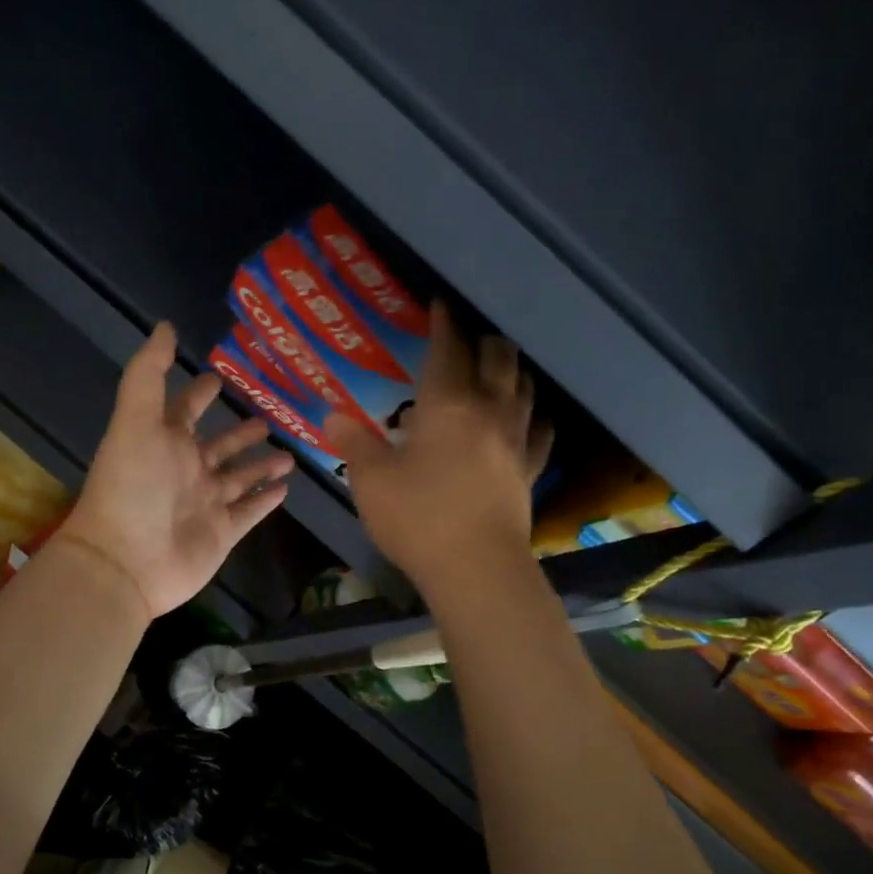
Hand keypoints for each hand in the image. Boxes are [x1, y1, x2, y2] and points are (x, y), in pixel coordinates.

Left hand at [55, 322, 293, 620]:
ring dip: (260, 464)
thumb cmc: (131, 487)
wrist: (125, 562)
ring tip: (288, 452)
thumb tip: (166, 326)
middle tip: (267, 416)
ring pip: (239, 477)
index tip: (219, 376)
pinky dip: (265, 500)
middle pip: (219, 445)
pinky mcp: (222, 533)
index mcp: (164, 442)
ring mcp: (206, 503)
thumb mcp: (135, 420)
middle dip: (239, 432)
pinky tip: (285, 488)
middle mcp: (186, 470)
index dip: (199, 393)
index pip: (184, 410)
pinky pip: (249, 512)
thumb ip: (150, 374)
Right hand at [325, 302, 550, 602]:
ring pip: (524, 388)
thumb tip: (332, 416)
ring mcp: (516, 440)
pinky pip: (540, 431)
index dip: (442, 324)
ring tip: (498, 367)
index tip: (439, 305)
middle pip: (497, 359)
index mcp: (447, 404)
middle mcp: (488, 410)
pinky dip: (533, 416)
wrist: (476, 568)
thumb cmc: (418, 517)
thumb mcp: (371, 480)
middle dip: (483, 340)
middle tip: (467, 338)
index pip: (448, 349)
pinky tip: (528, 418)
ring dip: (510, 370)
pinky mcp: (529, 470)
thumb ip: (353, 443)